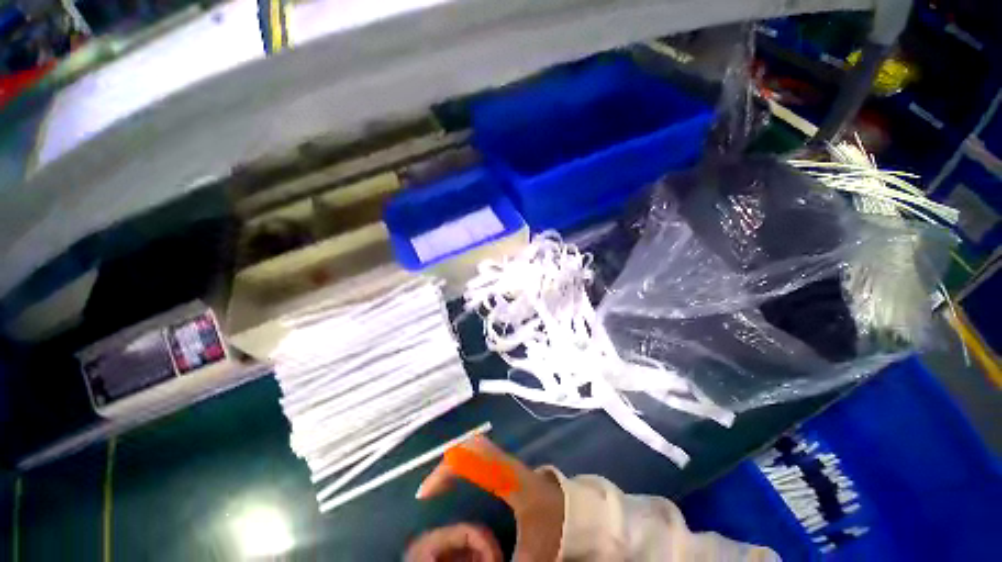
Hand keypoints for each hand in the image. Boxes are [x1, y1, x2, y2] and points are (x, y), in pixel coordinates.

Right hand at [412, 437, 564, 560]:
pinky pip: (483, 455)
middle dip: (448, 463)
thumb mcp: (535, 555)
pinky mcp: (511, 468)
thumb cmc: (559, 529)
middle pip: (473, 446)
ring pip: (477, 448)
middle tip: (431, 489)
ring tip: (440, 486)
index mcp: (511, 478)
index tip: (427, 493)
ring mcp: (511, 463)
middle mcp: (508, 464)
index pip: (475, 458)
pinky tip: (460, 481)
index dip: (447, 470)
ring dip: (456, 461)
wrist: (582, 513)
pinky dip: (466, 462)